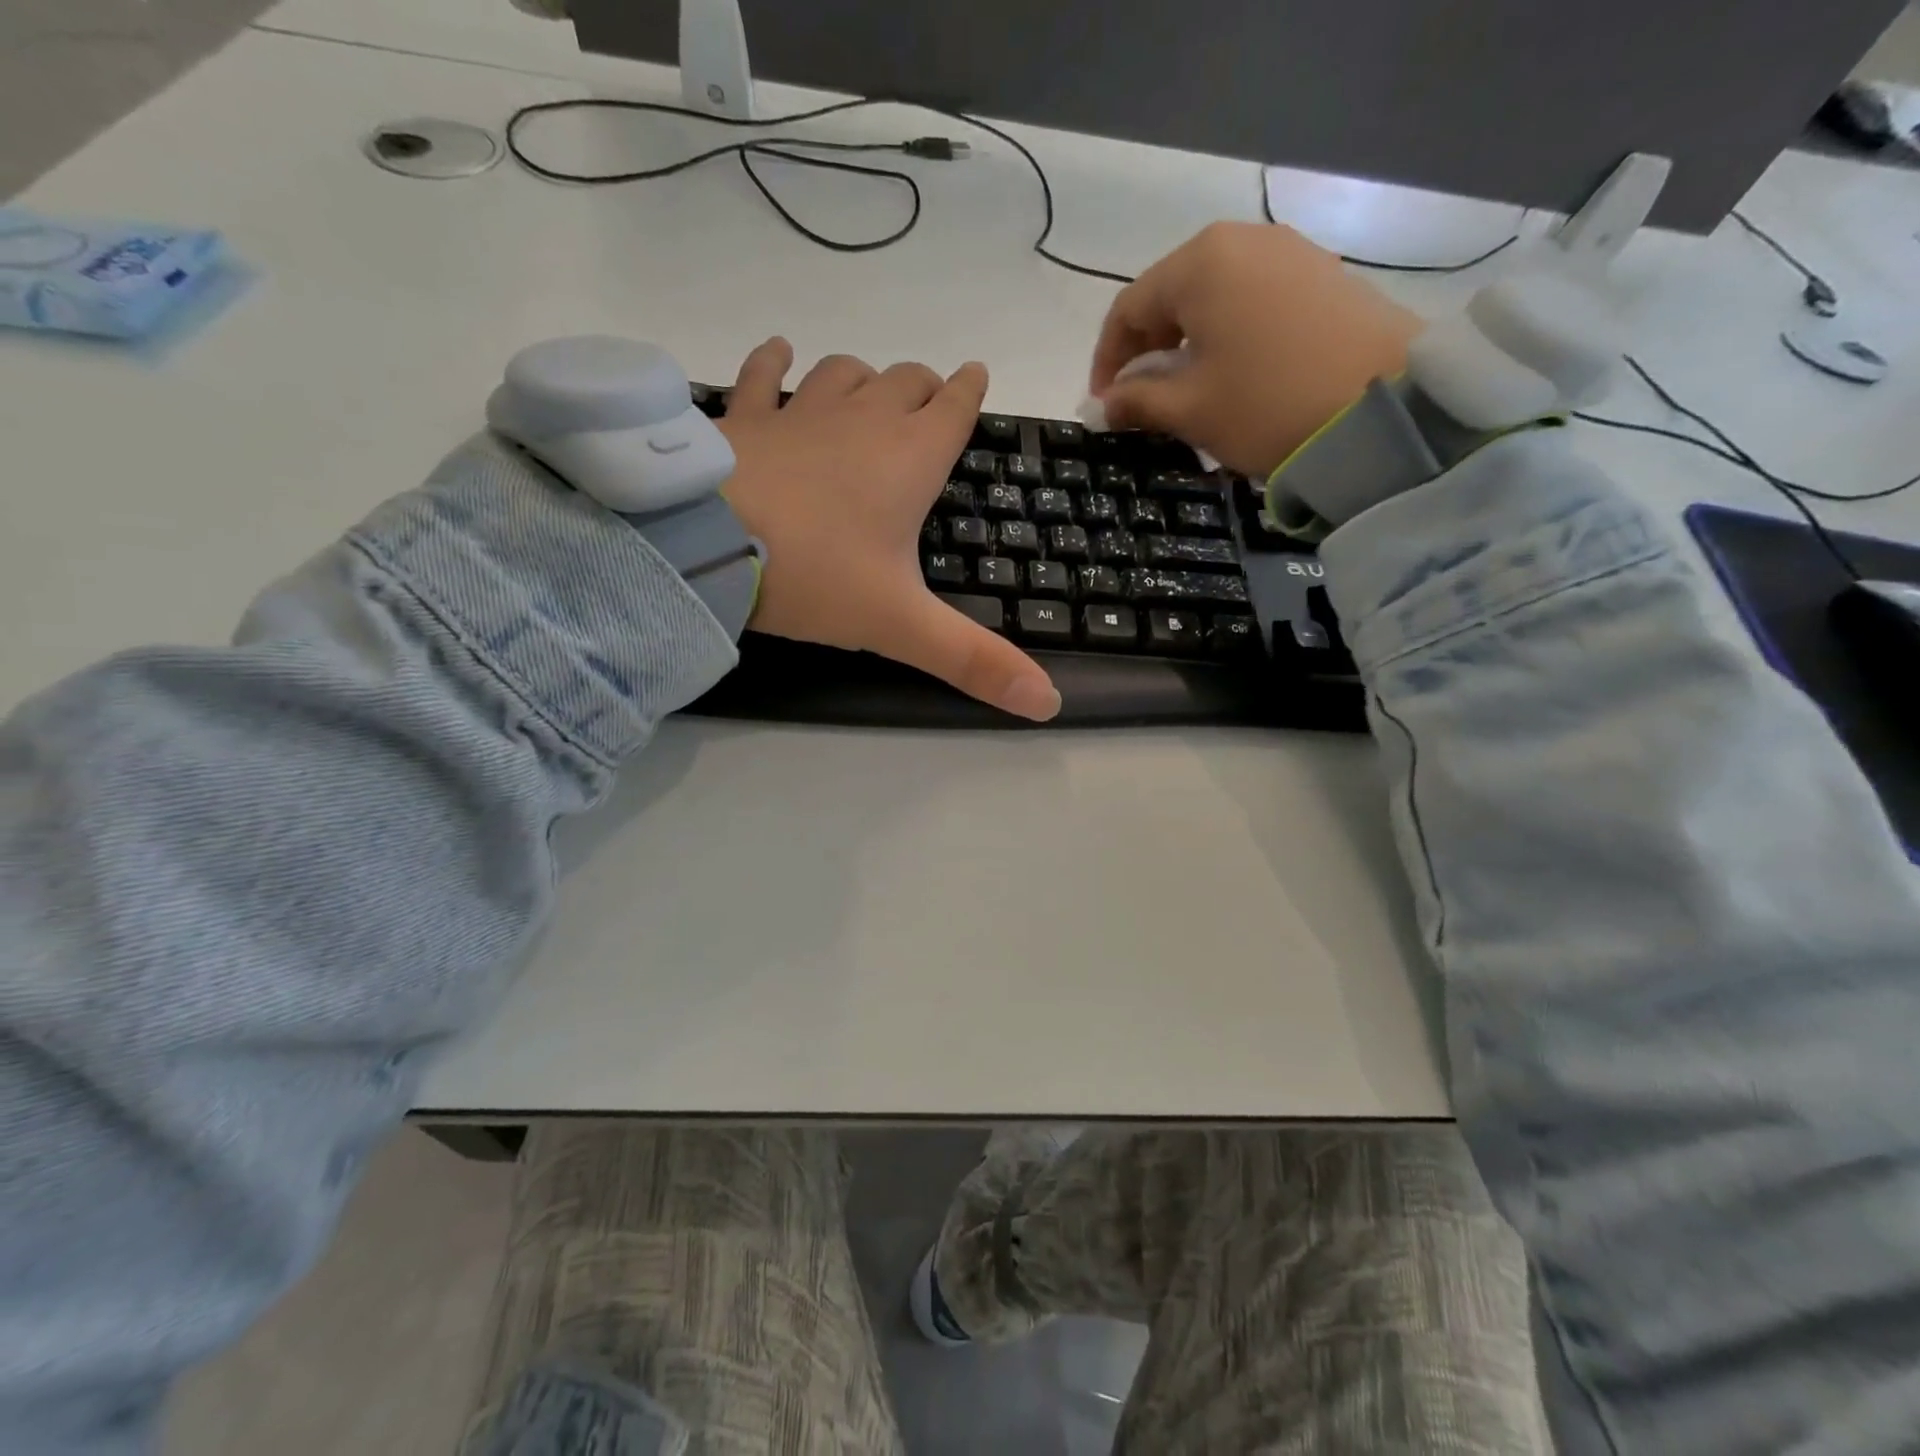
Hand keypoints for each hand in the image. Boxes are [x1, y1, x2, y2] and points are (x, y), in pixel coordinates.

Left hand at [717, 339, 1060, 721]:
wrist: (705, 545)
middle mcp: (861, 422)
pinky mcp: (744, 418)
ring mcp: (799, 412)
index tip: (978, 374)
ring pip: (844, 373)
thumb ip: (973, 662)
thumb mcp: (901, 626)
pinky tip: (779, 354)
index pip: (954, 409)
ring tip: (868, 390)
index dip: (969, 392)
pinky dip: (774, 361)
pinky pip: (763, 374)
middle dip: (923, 387)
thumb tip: (1049, 703)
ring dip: (863, 378)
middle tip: (929, 401)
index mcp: (908, 461)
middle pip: (905, 382)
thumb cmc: (816, 576)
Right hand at [1089, 223, 1424, 478]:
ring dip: (1186, 346)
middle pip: (1171, 297)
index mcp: (1200, 264)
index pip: (1128, 309)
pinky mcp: (1321, 275)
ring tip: (1185, 393)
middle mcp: (1242, 241)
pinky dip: (1226, 337)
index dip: (1106, 361)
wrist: (1383, 405)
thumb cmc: (1266, 405)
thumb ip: (1137, 402)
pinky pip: (1251, 301)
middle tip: (1141, 403)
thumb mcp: (1190, 410)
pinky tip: (1231, 375)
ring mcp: (1288, 253)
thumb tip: (1104, 404)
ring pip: (1212, 299)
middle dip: (1146, 352)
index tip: (1103, 407)